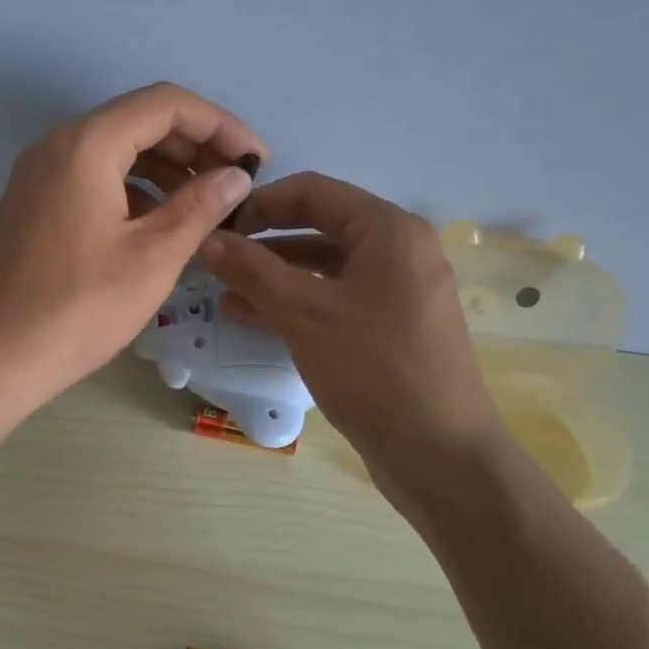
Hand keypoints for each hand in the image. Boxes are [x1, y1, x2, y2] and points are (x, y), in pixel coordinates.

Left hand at [0, 83, 263, 418]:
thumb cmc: (78, 307)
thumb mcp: (153, 256)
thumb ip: (200, 205)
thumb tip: (236, 176)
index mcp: (86, 144)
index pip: (165, 104)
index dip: (220, 124)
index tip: (257, 159)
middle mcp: (56, 145)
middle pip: (138, 121)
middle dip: (194, 145)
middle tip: (235, 184)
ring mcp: (38, 175)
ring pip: (114, 151)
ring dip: (165, 168)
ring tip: (206, 205)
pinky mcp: (32, 205)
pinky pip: (92, 177)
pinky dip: (133, 189)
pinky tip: (160, 223)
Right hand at [198, 173, 502, 504]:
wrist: (442, 457)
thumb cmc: (374, 370)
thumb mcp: (304, 314)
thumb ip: (251, 269)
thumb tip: (206, 238)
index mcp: (388, 229)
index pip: (311, 191)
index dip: (259, 205)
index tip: (216, 228)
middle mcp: (398, 249)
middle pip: (318, 225)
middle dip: (263, 241)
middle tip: (215, 259)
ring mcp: (398, 289)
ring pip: (324, 265)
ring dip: (273, 274)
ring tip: (223, 291)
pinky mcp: (391, 326)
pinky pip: (336, 297)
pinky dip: (296, 301)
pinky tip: (252, 317)